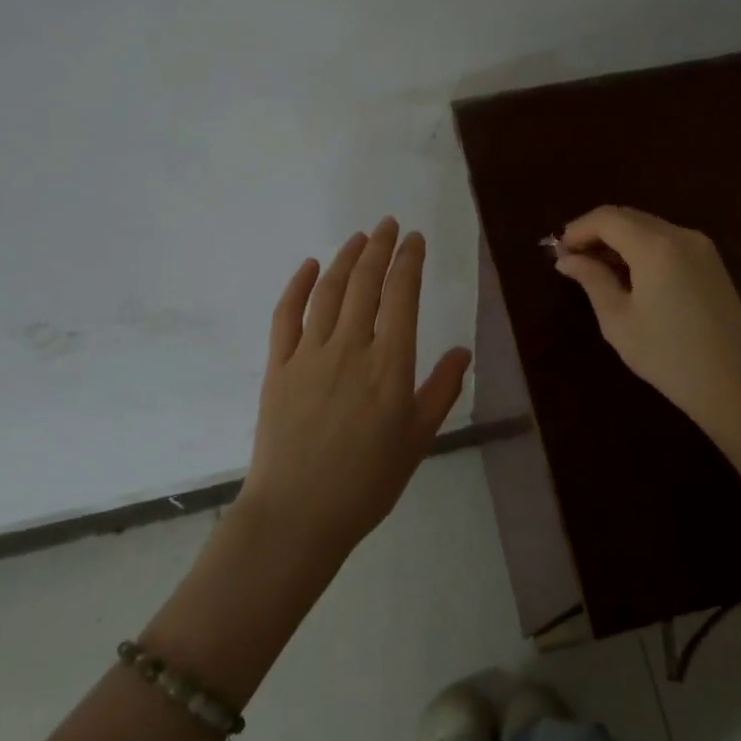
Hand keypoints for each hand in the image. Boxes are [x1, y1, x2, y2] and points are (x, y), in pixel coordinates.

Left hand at [237, 218, 471, 562]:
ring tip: (358, 237)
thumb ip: (441, 389)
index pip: (402, 296)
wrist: (297, 515)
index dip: (409, 262)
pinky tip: (308, 266)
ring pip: (329, 291)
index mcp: (390, 365)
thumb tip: (462, 349)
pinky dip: (297, 286)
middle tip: (388, 225)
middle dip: (379, 248)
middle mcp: (350, 347)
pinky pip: (285, 315)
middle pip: (366, 283)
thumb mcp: (418, 439)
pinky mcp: (278, 366)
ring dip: (345, 258)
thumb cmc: (367, 482)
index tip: (415, 240)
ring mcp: (309, 354)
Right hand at [555, 206, 740, 442]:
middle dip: (597, 233)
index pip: (607, 218)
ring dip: (619, 240)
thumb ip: (592, 280)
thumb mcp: (618, 320)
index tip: (558, 251)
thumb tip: (566, 259)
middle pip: (628, 218)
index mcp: (655, 246)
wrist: (736, 385)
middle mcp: (680, 235)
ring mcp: (701, 247)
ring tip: (595, 269)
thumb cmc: (669, 356)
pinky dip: (641, 249)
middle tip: (572, 260)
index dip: (578, 229)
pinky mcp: (711, 262)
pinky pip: (667, 241)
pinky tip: (628, 275)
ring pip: (648, 228)